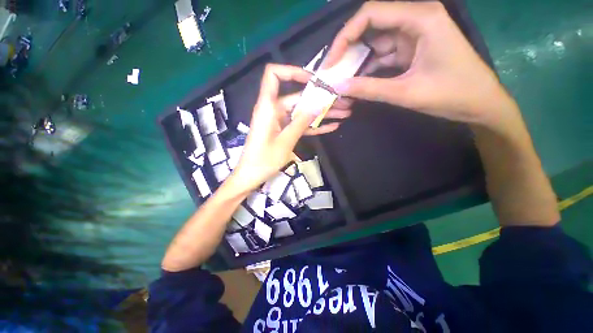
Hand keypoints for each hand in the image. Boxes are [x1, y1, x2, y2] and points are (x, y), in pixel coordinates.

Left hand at [227, 64, 350, 192]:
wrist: (251, 176)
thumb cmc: (263, 160)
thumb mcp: (285, 141)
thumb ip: (301, 122)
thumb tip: (318, 103)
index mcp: (268, 107)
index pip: (274, 75)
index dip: (292, 72)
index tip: (313, 80)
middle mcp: (275, 110)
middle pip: (299, 97)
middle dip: (321, 99)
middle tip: (343, 102)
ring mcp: (281, 122)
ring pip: (303, 112)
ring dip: (322, 113)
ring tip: (344, 113)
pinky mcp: (284, 132)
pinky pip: (301, 125)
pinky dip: (315, 126)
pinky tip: (332, 126)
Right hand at [326, 2, 517, 128]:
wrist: (480, 104)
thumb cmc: (452, 94)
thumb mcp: (406, 93)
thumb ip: (370, 89)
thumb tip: (339, 87)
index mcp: (421, 18)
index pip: (371, 13)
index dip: (345, 36)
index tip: (331, 61)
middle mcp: (416, 19)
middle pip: (371, 25)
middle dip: (349, 48)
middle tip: (332, 70)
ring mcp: (414, 35)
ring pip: (375, 42)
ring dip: (358, 61)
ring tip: (341, 79)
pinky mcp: (412, 50)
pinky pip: (383, 55)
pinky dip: (369, 68)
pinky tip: (358, 81)